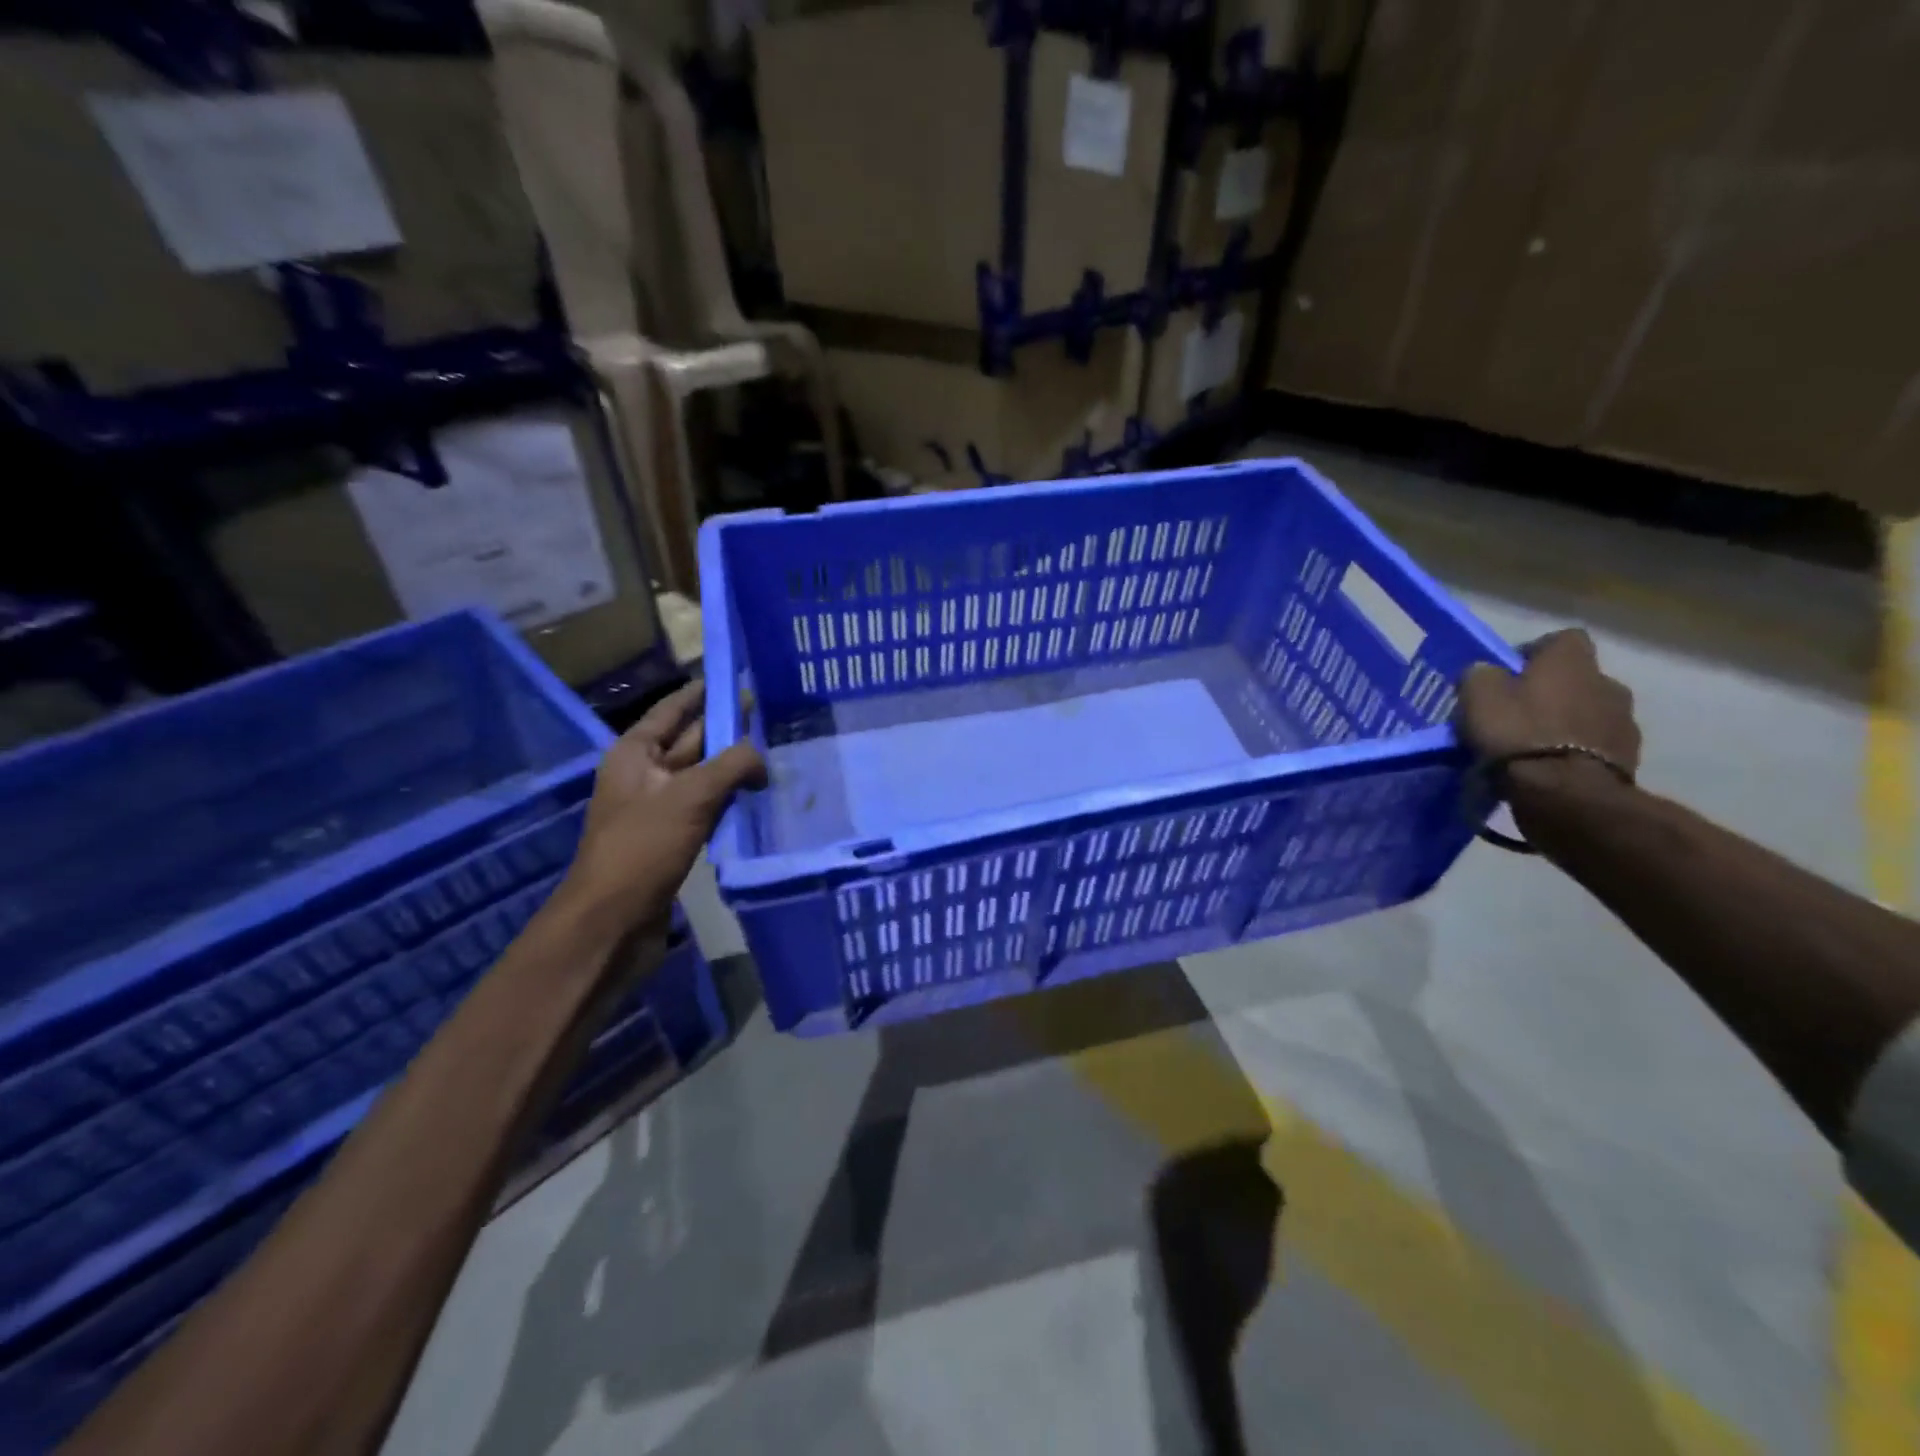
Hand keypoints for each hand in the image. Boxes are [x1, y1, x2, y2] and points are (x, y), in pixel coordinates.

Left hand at [556, 681, 766, 939]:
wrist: (611, 921)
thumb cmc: (643, 848)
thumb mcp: (690, 796)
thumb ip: (732, 766)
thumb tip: (762, 756)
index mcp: (635, 753)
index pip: (674, 709)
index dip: (703, 691)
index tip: (737, 675)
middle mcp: (645, 774)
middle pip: (691, 740)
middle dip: (727, 727)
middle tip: (770, 713)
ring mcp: (658, 808)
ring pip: (703, 775)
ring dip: (733, 765)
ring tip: (774, 750)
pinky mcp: (672, 839)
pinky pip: (706, 807)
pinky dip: (730, 798)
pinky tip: (759, 796)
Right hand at [1458, 629, 1640, 819]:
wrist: (1566, 793)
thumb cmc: (1518, 734)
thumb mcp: (1478, 697)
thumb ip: (1481, 675)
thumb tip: (1487, 672)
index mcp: (1572, 661)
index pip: (1561, 639)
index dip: (1534, 652)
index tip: (1508, 673)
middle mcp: (1608, 682)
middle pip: (1577, 678)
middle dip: (1552, 691)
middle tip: (1518, 712)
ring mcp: (1624, 722)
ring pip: (1589, 712)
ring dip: (1566, 722)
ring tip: (1534, 745)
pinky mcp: (1629, 757)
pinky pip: (1596, 745)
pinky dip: (1576, 750)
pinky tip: (1551, 767)